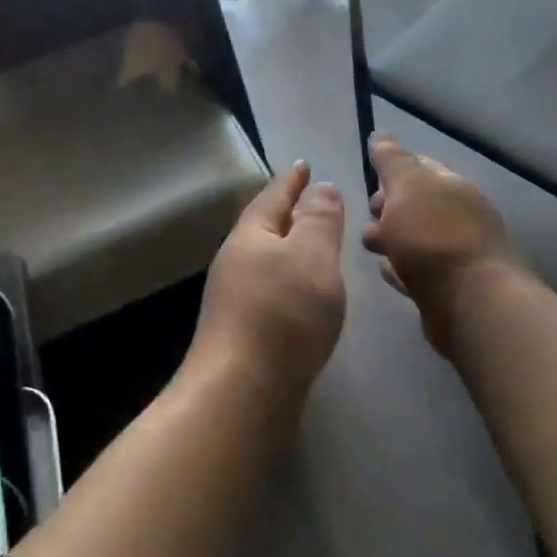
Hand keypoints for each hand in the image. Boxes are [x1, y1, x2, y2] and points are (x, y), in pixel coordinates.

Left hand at [193, 162, 346, 395]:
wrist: (243, 391)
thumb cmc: (283, 314)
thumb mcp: (311, 256)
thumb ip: (319, 219)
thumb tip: (321, 187)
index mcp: (251, 235)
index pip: (274, 196)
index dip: (292, 180)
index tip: (304, 164)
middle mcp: (237, 261)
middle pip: (265, 226)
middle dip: (289, 211)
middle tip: (312, 199)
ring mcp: (236, 298)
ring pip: (268, 260)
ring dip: (290, 247)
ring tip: (314, 243)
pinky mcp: (244, 331)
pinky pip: (272, 289)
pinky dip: (290, 280)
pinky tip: (304, 293)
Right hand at [362, 133, 518, 353]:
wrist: (470, 303)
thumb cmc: (433, 236)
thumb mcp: (406, 186)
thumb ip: (391, 160)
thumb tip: (380, 135)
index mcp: (453, 186)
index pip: (420, 166)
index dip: (392, 169)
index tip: (370, 180)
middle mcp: (460, 216)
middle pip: (416, 205)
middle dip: (388, 208)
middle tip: (369, 218)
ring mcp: (458, 253)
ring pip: (416, 239)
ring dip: (392, 239)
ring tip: (372, 248)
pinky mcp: (450, 287)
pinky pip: (419, 270)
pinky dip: (401, 268)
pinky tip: (389, 272)